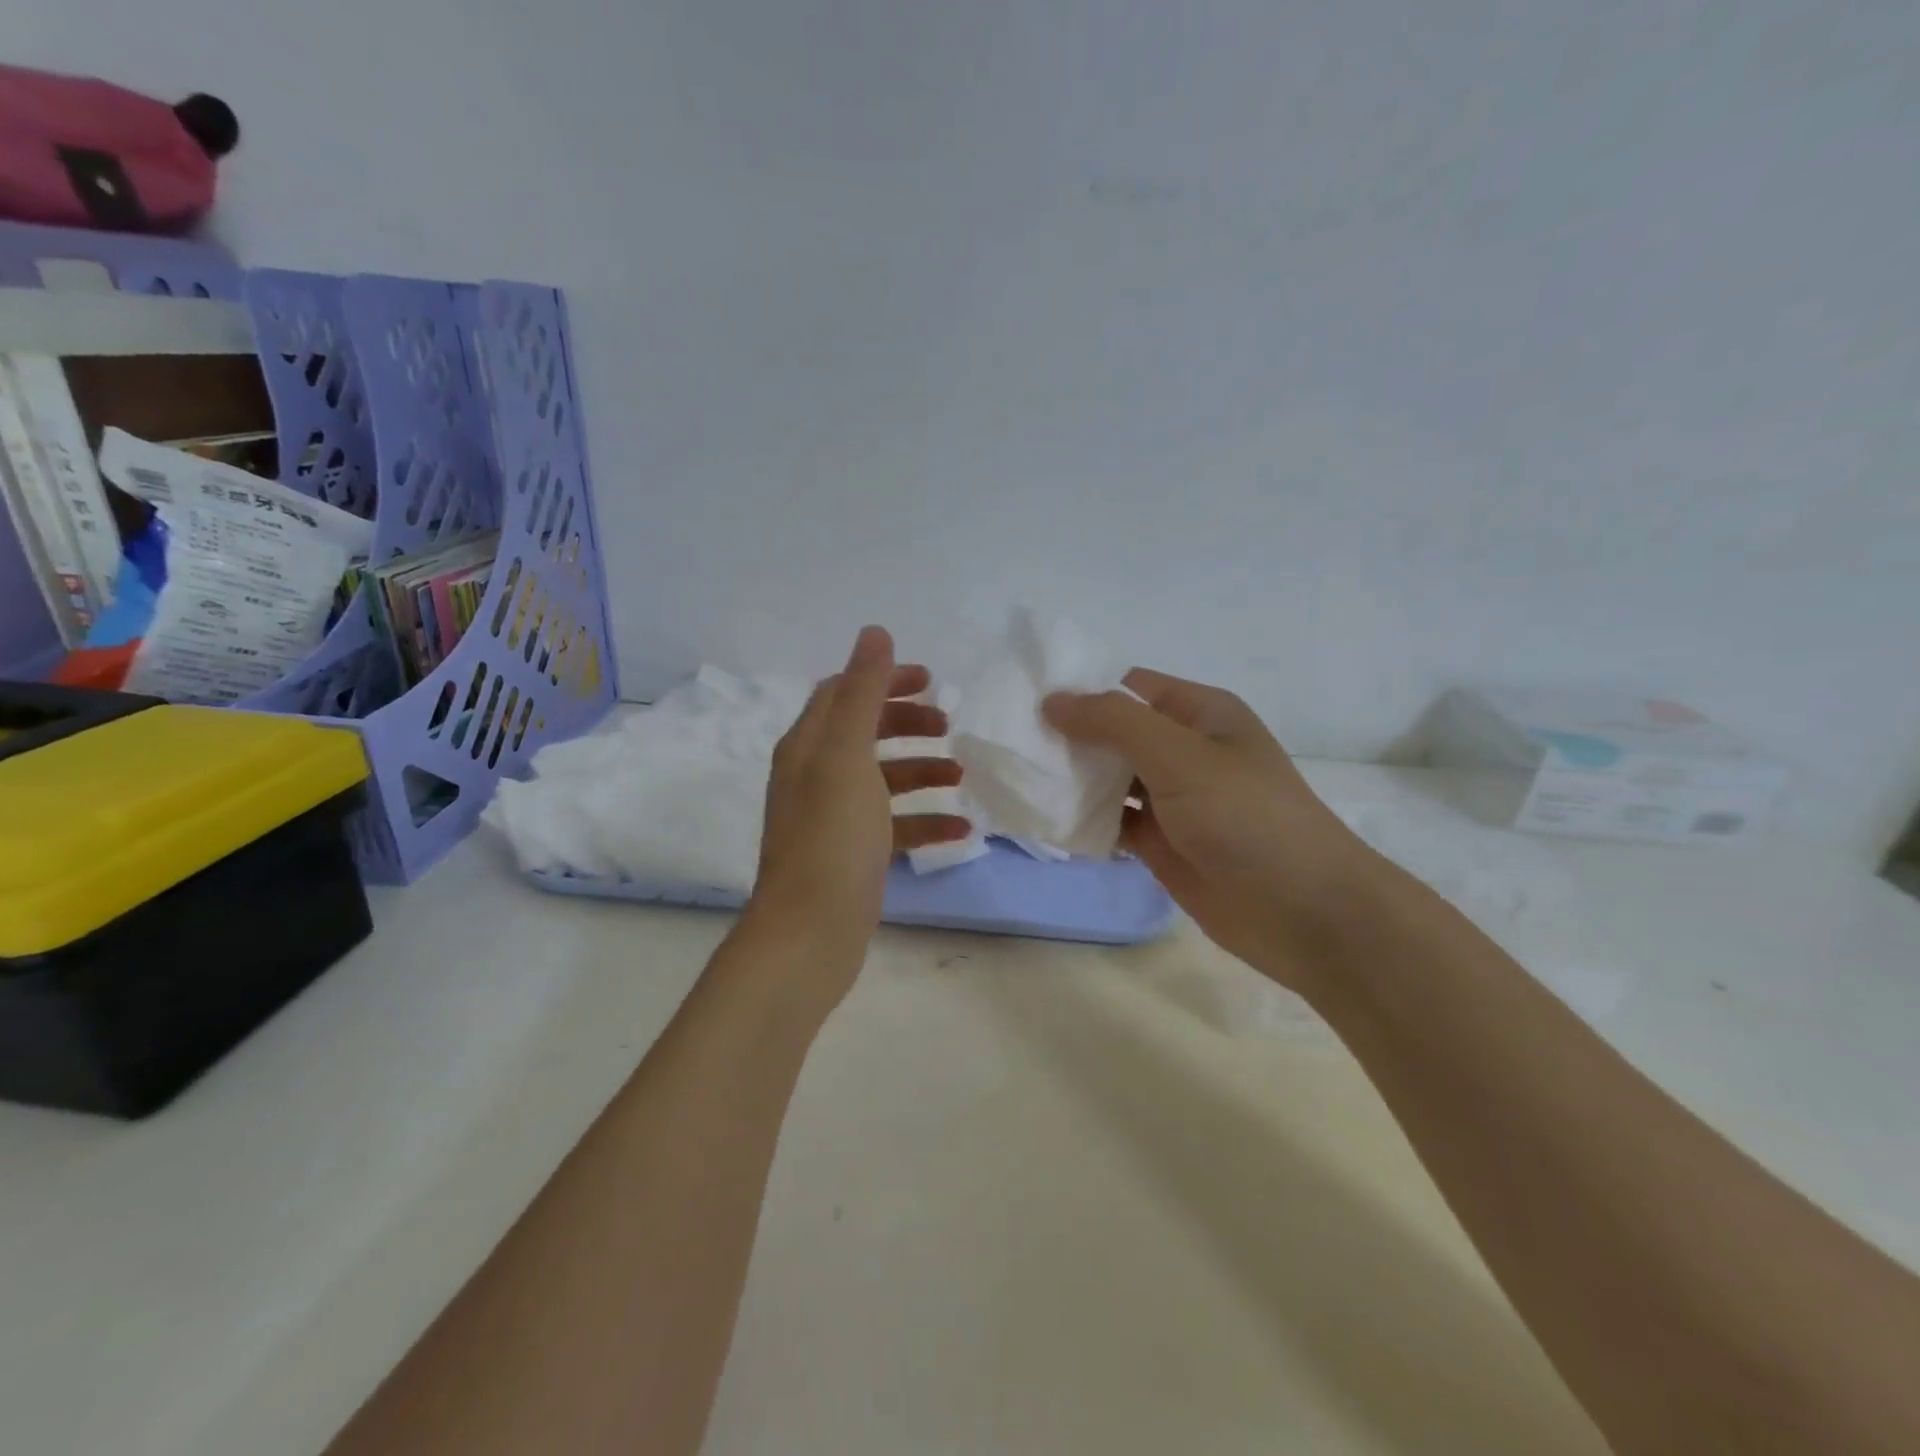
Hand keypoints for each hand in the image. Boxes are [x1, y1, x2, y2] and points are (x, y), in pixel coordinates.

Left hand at [747, 626, 971, 994]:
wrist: (810, 933)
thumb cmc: (831, 838)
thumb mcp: (848, 756)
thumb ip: (864, 694)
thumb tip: (874, 632)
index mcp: (808, 746)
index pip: (843, 693)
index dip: (884, 680)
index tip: (931, 680)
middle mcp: (815, 776)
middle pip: (865, 733)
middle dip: (908, 724)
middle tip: (949, 726)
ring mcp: (833, 819)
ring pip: (882, 780)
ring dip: (921, 771)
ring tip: (961, 776)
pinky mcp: (852, 856)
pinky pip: (893, 826)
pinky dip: (924, 821)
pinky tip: (960, 830)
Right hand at [1044, 670, 1391, 991]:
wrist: (1304, 913)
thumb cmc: (1246, 817)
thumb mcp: (1180, 755)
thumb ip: (1114, 723)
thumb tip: (1052, 700)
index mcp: (1199, 713)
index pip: (1128, 687)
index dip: (1081, 691)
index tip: (1026, 702)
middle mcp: (1184, 750)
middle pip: (1114, 733)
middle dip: (1069, 738)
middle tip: (1011, 744)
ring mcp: (1173, 800)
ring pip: (1110, 780)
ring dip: (1072, 781)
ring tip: (1019, 780)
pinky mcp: (1163, 843)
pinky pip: (1114, 822)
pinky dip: (1086, 822)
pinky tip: (1048, 821)